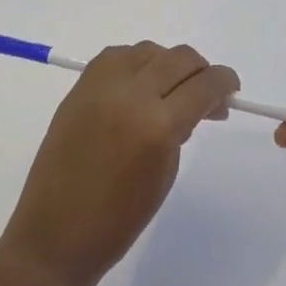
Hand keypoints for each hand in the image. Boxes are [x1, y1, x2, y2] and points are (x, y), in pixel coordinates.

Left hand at [0, 42, 239, 285]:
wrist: (55, 235)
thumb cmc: (119, 220)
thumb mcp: (165, 173)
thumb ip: (182, 129)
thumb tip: (197, 104)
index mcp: (158, 126)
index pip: (205, 84)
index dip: (224, 83)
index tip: (230, 91)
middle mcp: (130, 95)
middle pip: (179, 58)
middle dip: (200, 71)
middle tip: (204, 94)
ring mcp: (100, 87)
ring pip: (148, 50)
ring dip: (167, 64)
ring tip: (168, 91)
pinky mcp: (78, 88)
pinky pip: (116, 57)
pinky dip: (135, 63)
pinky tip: (139, 86)